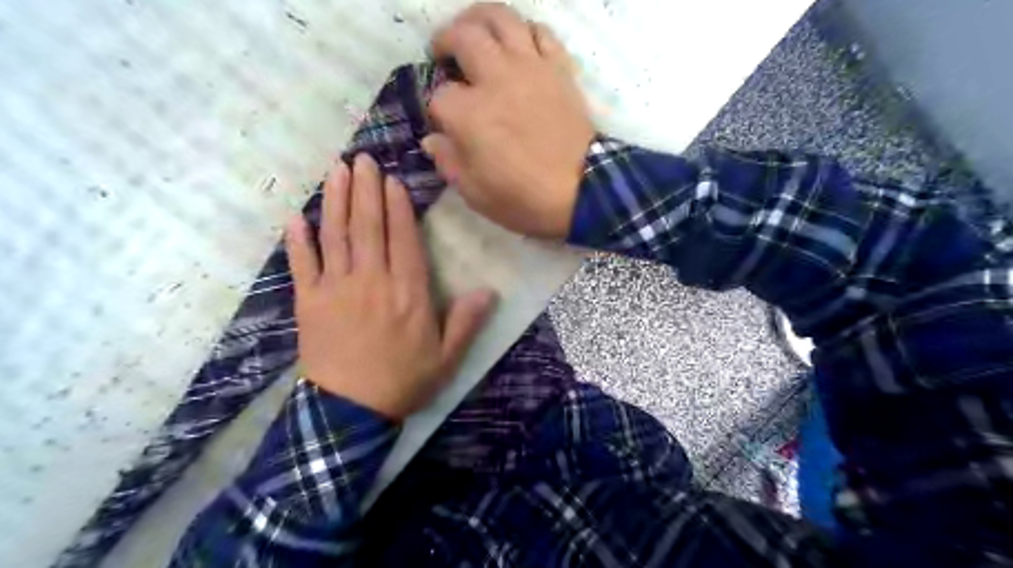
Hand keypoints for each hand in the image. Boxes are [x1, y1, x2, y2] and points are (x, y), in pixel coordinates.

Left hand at [284, 152, 494, 418]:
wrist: (350, 411)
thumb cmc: (403, 381)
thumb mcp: (446, 358)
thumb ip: (466, 322)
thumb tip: (489, 290)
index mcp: (407, 292)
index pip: (402, 238)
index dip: (397, 206)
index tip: (391, 180)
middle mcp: (371, 280)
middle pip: (367, 226)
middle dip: (364, 189)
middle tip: (361, 159)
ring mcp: (336, 288)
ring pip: (335, 236)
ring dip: (334, 201)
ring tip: (335, 171)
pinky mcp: (309, 302)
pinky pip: (301, 265)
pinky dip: (298, 240)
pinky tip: (295, 217)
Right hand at [425, 2, 594, 236]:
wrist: (582, 192)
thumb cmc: (524, 199)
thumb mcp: (475, 193)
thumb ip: (448, 162)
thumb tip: (432, 140)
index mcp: (469, 114)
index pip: (439, 97)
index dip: (437, 110)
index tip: (444, 124)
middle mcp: (495, 79)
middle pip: (463, 37)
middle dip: (445, 41)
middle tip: (442, 53)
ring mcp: (530, 68)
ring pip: (501, 18)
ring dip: (479, 19)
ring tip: (473, 31)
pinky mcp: (559, 69)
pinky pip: (541, 32)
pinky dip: (525, 32)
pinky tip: (519, 45)